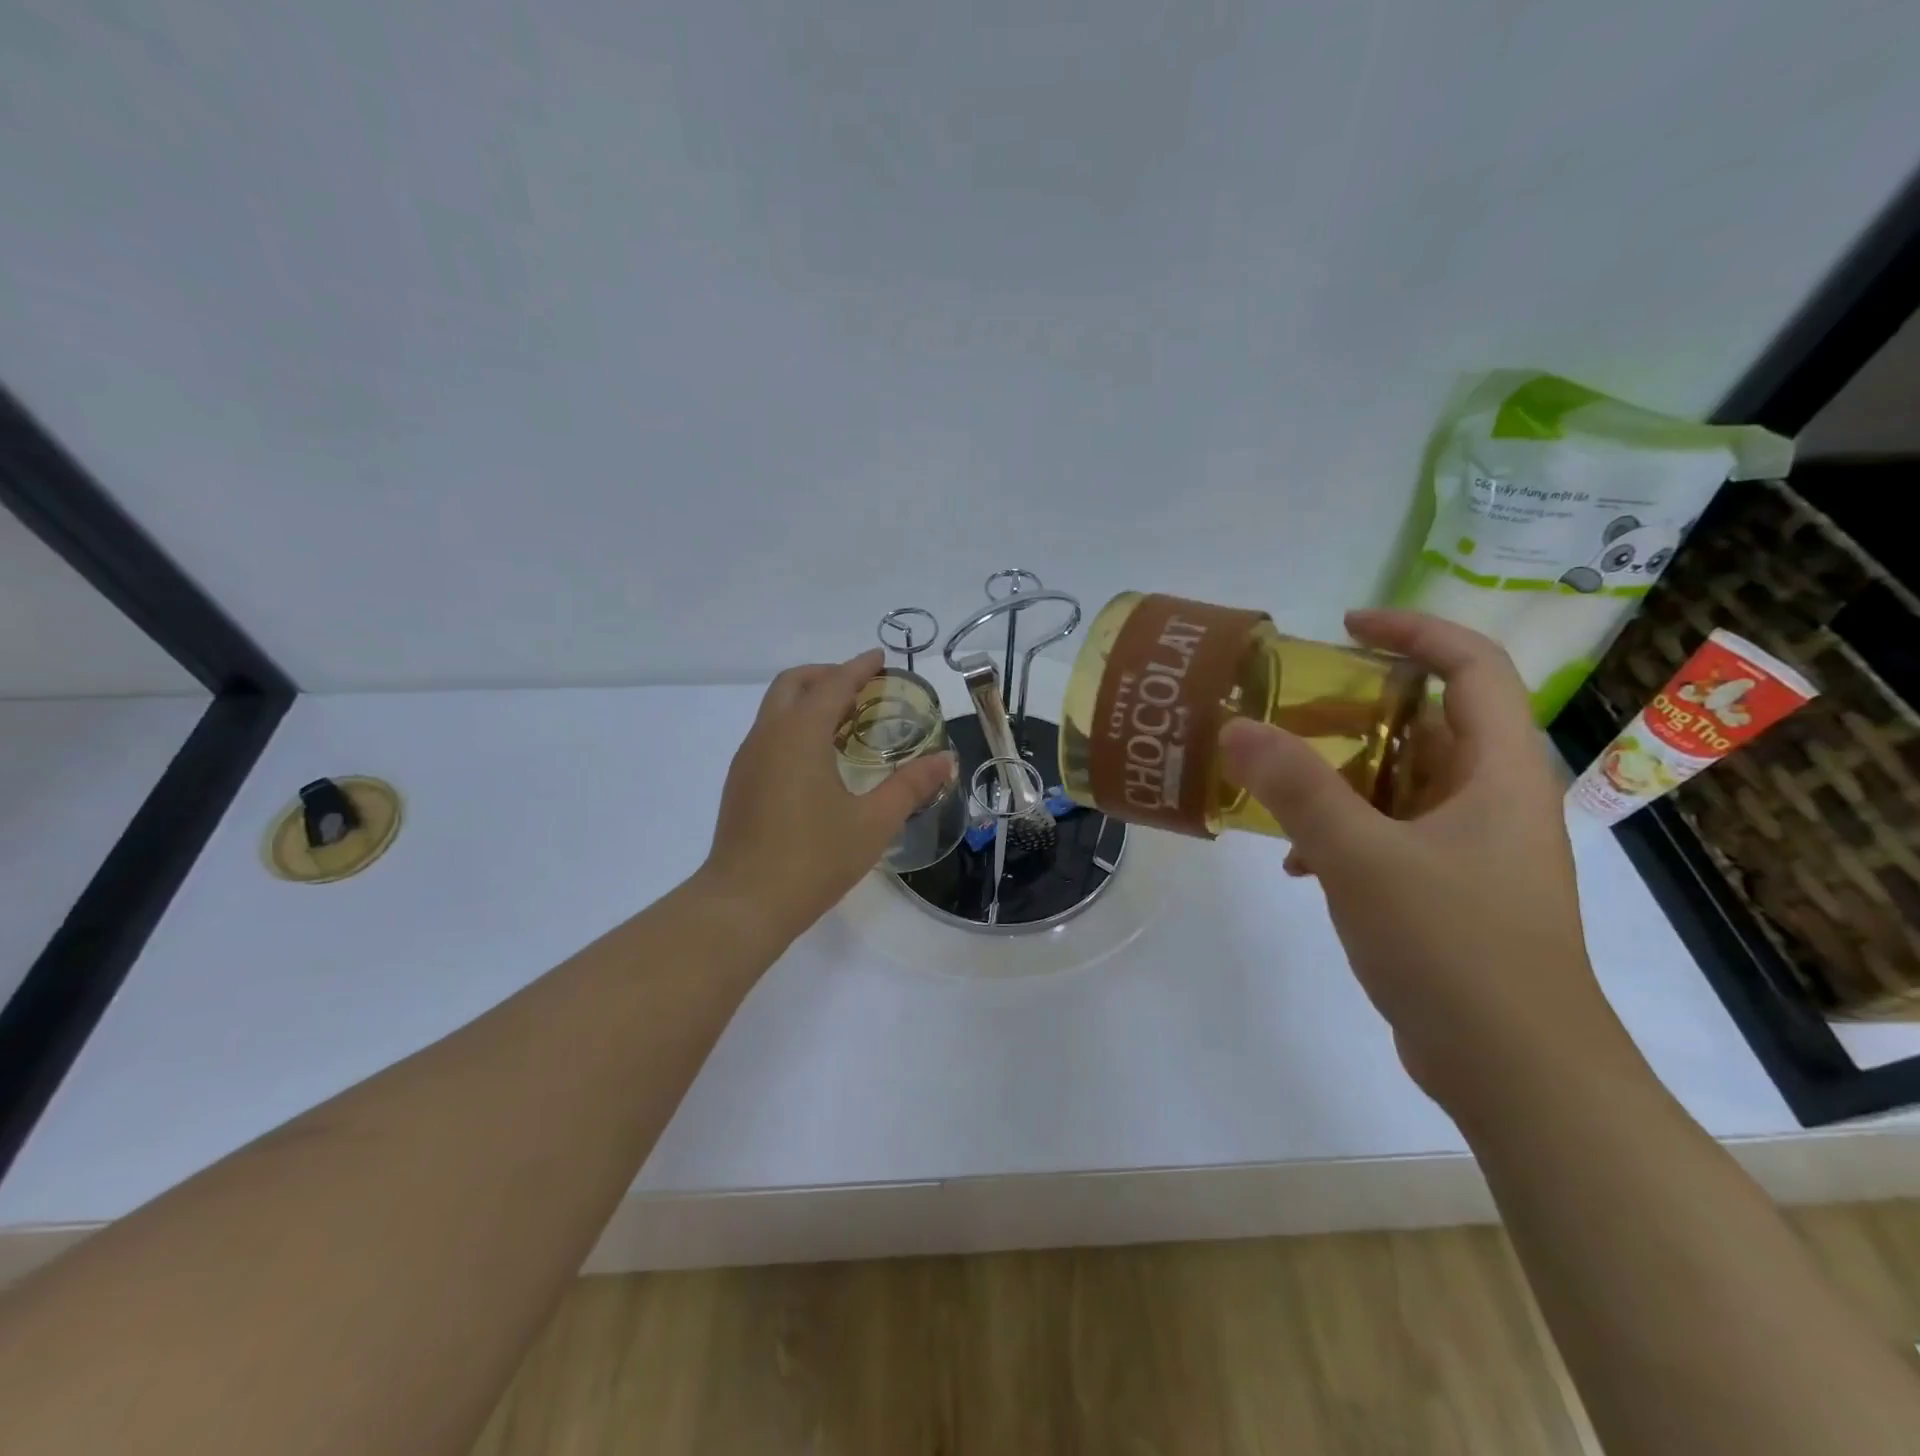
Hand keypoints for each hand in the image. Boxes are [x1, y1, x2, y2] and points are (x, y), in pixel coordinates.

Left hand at [699, 649, 954, 945]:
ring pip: (775, 709)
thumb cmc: (813, 859)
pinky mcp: (740, 783)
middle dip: (826, 675)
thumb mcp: (874, 822)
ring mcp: (748, 759)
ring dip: (808, 701)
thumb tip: (946, 760)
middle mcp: (767, 736)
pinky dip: (794, 726)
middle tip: (861, 688)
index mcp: (799, 735)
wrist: (744, 904)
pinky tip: (817, 759)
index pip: (833, 684)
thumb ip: (911, 786)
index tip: (881, 659)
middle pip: (793, 684)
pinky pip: (768, 734)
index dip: (859, 667)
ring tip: (844, 721)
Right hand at [1219, 609, 1640, 1113]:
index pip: (1471, 666)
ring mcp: (1475, 849)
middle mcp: (1494, 800)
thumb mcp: (1361, 858)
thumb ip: (1296, 788)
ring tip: (1277, 784)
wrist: (1515, 1071)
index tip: (1344, 625)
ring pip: (1403, 783)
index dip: (1413, 631)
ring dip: (1341, 777)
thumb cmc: (1454, 947)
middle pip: (1430, 723)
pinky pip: (1392, 834)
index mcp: (1499, 772)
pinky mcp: (1452, 891)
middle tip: (1289, 711)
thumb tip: (1235, 726)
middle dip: (1357, 710)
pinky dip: (1345, 832)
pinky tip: (1298, 865)